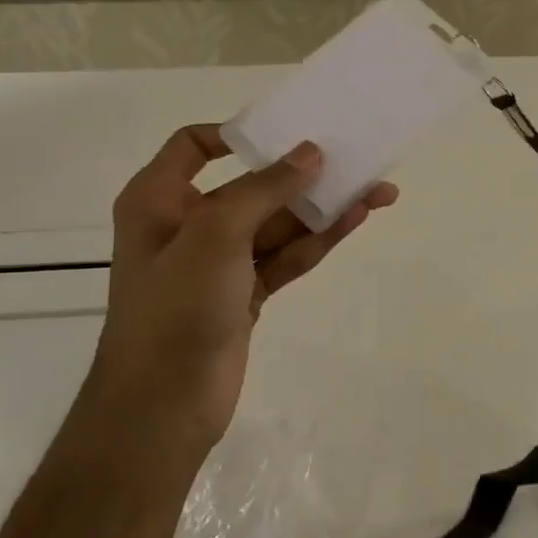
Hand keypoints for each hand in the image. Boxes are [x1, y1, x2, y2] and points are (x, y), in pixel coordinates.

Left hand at [91, 125, 397, 445]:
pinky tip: (356, 220)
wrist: (163, 406)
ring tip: (378, 191)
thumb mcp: (216, 234)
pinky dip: (318, 240)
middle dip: (304, 175)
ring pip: (278, 223)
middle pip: (252, 186)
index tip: (286, 131)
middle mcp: (188, 224)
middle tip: (354, 159)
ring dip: (323, 208)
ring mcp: (220, 263)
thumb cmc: (176, 307)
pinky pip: (286, 256)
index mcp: (159, 199)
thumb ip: (265, 188)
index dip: (238, 134)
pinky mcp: (246, 293)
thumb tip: (310, 153)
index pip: (194, 146)